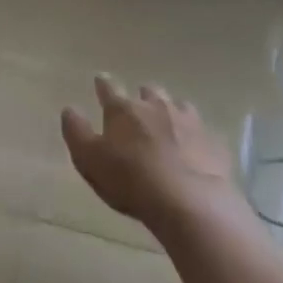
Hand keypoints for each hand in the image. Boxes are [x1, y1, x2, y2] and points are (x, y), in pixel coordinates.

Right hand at [61, 75, 235, 230]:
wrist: (189, 202)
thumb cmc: (130, 180)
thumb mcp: (89, 160)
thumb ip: (76, 132)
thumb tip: (69, 109)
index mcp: (123, 109)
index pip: (109, 88)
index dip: (103, 84)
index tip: (100, 80)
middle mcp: (155, 106)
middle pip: (148, 91)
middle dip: (142, 96)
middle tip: (138, 106)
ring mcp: (188, 121)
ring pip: (177, 105)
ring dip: (170, 110)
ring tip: (168, 123)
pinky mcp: (212, 141)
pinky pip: (201, 130)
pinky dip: (194, 134)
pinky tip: (194, 146)